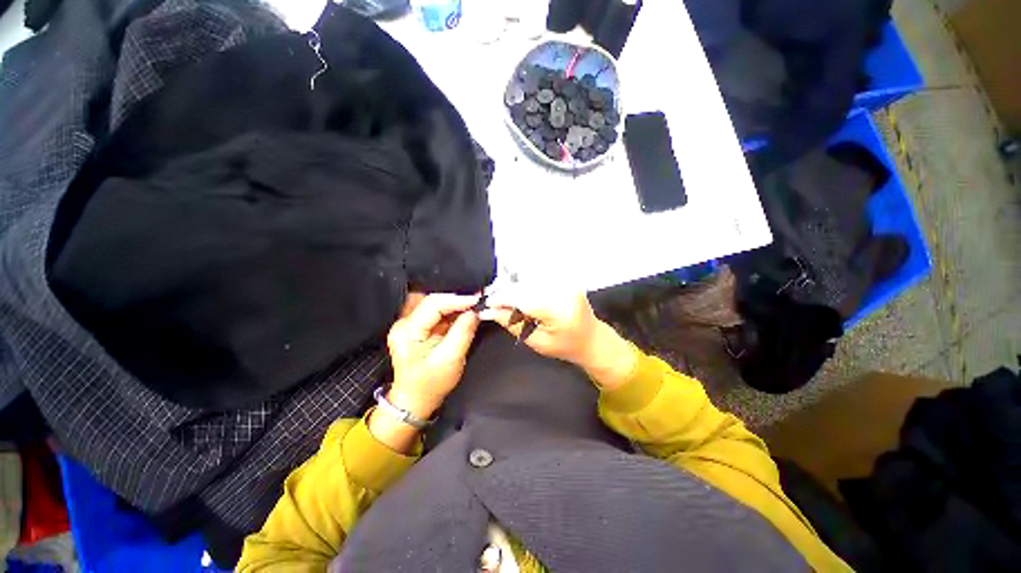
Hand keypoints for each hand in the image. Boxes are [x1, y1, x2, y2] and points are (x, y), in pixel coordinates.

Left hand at [386, 293, 479, 419]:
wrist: (415, 399)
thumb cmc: (430, 384)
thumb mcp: (451, 359)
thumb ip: (463, 332)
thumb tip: (475, 312)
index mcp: (407, 331)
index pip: (434, 304)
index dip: (458, 299)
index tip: (478, 300)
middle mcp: (405, 323)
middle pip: (435, 301)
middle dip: (458, 301)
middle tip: (479, 301)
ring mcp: (411, 324)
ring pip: (438, 305)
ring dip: (457, 305)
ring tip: (475, 306)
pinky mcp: (419, 327)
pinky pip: (439, 313)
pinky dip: (453, 312)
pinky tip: (465, 314)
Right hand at [480, 290, 635, 389]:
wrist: (591, 338)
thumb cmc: (565, 346)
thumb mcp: (537, 342)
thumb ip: (512, 324)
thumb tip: (488, 312)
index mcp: (558, 311)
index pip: (522, 298)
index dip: (502, 299)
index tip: (487, 305)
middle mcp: (563, 290)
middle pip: (524, 284)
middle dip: (506, 292)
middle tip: (495, 303)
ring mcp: (566, 281)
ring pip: (530, 277)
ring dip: (515, 286)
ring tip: (507, 299)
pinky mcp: (566, 277)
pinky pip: (539, 275)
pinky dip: (526, 283)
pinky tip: (522, 292)